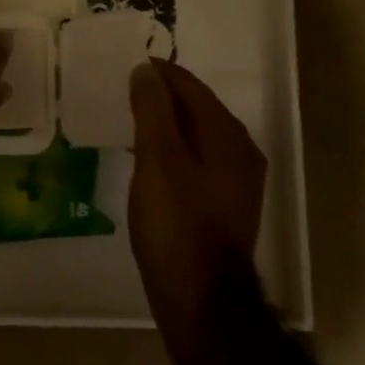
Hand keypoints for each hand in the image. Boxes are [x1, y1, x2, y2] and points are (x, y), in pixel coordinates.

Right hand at [128, 58, 266, 326]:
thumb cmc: (175, 223)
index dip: (158, 73)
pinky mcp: (225, 205)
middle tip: (124, 92)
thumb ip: (152, 109)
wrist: (200, 297)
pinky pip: (197, 160)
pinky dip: (173, 150)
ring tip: (130, 121)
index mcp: (226, 134)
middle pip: (197, 108)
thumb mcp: (157, 159)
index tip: (126, 66)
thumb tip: (146, 70)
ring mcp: (236, 181)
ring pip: (197, 136)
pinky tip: (149, 161)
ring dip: (166, 124)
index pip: (190, 86)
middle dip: (162, 96)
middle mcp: (240, 151)